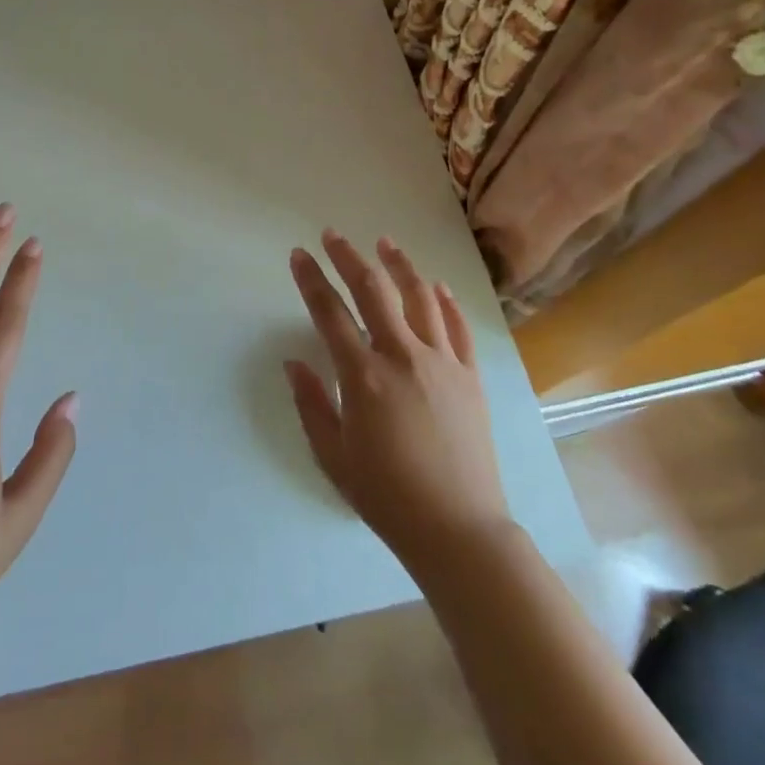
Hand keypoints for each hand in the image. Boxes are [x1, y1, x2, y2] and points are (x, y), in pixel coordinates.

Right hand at [285, 231, 511, 576]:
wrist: (458, 529)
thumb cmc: (386, 496)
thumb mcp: (333, 456)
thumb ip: (311, 404)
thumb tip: (294, 363)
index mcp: (364, 376)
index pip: (329, 313)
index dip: (310, 279)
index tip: (299, 254)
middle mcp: (403, 356)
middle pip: (373, 291)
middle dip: (348, 257)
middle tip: (332, 235)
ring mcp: (442, 362)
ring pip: (420, 297)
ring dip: (399, 265)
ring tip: (385, 243)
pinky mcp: (470, 375)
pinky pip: (458, 327)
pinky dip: (445, 301)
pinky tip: (435, 285)